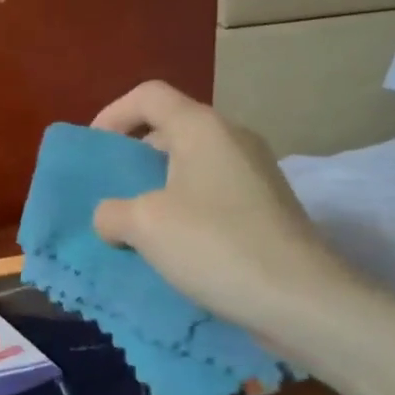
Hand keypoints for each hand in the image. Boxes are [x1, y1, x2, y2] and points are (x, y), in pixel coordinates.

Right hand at [90, 82, 356, 337]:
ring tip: (133, 225)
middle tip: (109, 192)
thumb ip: (111, 212)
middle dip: (132, 157)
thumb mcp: (143, 226)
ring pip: (191, 165)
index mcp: (202, 128)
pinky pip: (211, 193)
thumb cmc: (215, 246)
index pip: (148, 95)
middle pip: (170, 129)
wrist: (302, 299)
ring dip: (156, 188)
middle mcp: (232, 139)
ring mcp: (255, 173)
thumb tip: (112, 218)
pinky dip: (183, 209)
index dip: (112, 114)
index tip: (93, 151)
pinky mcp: (266, 207)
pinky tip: (171, 246)